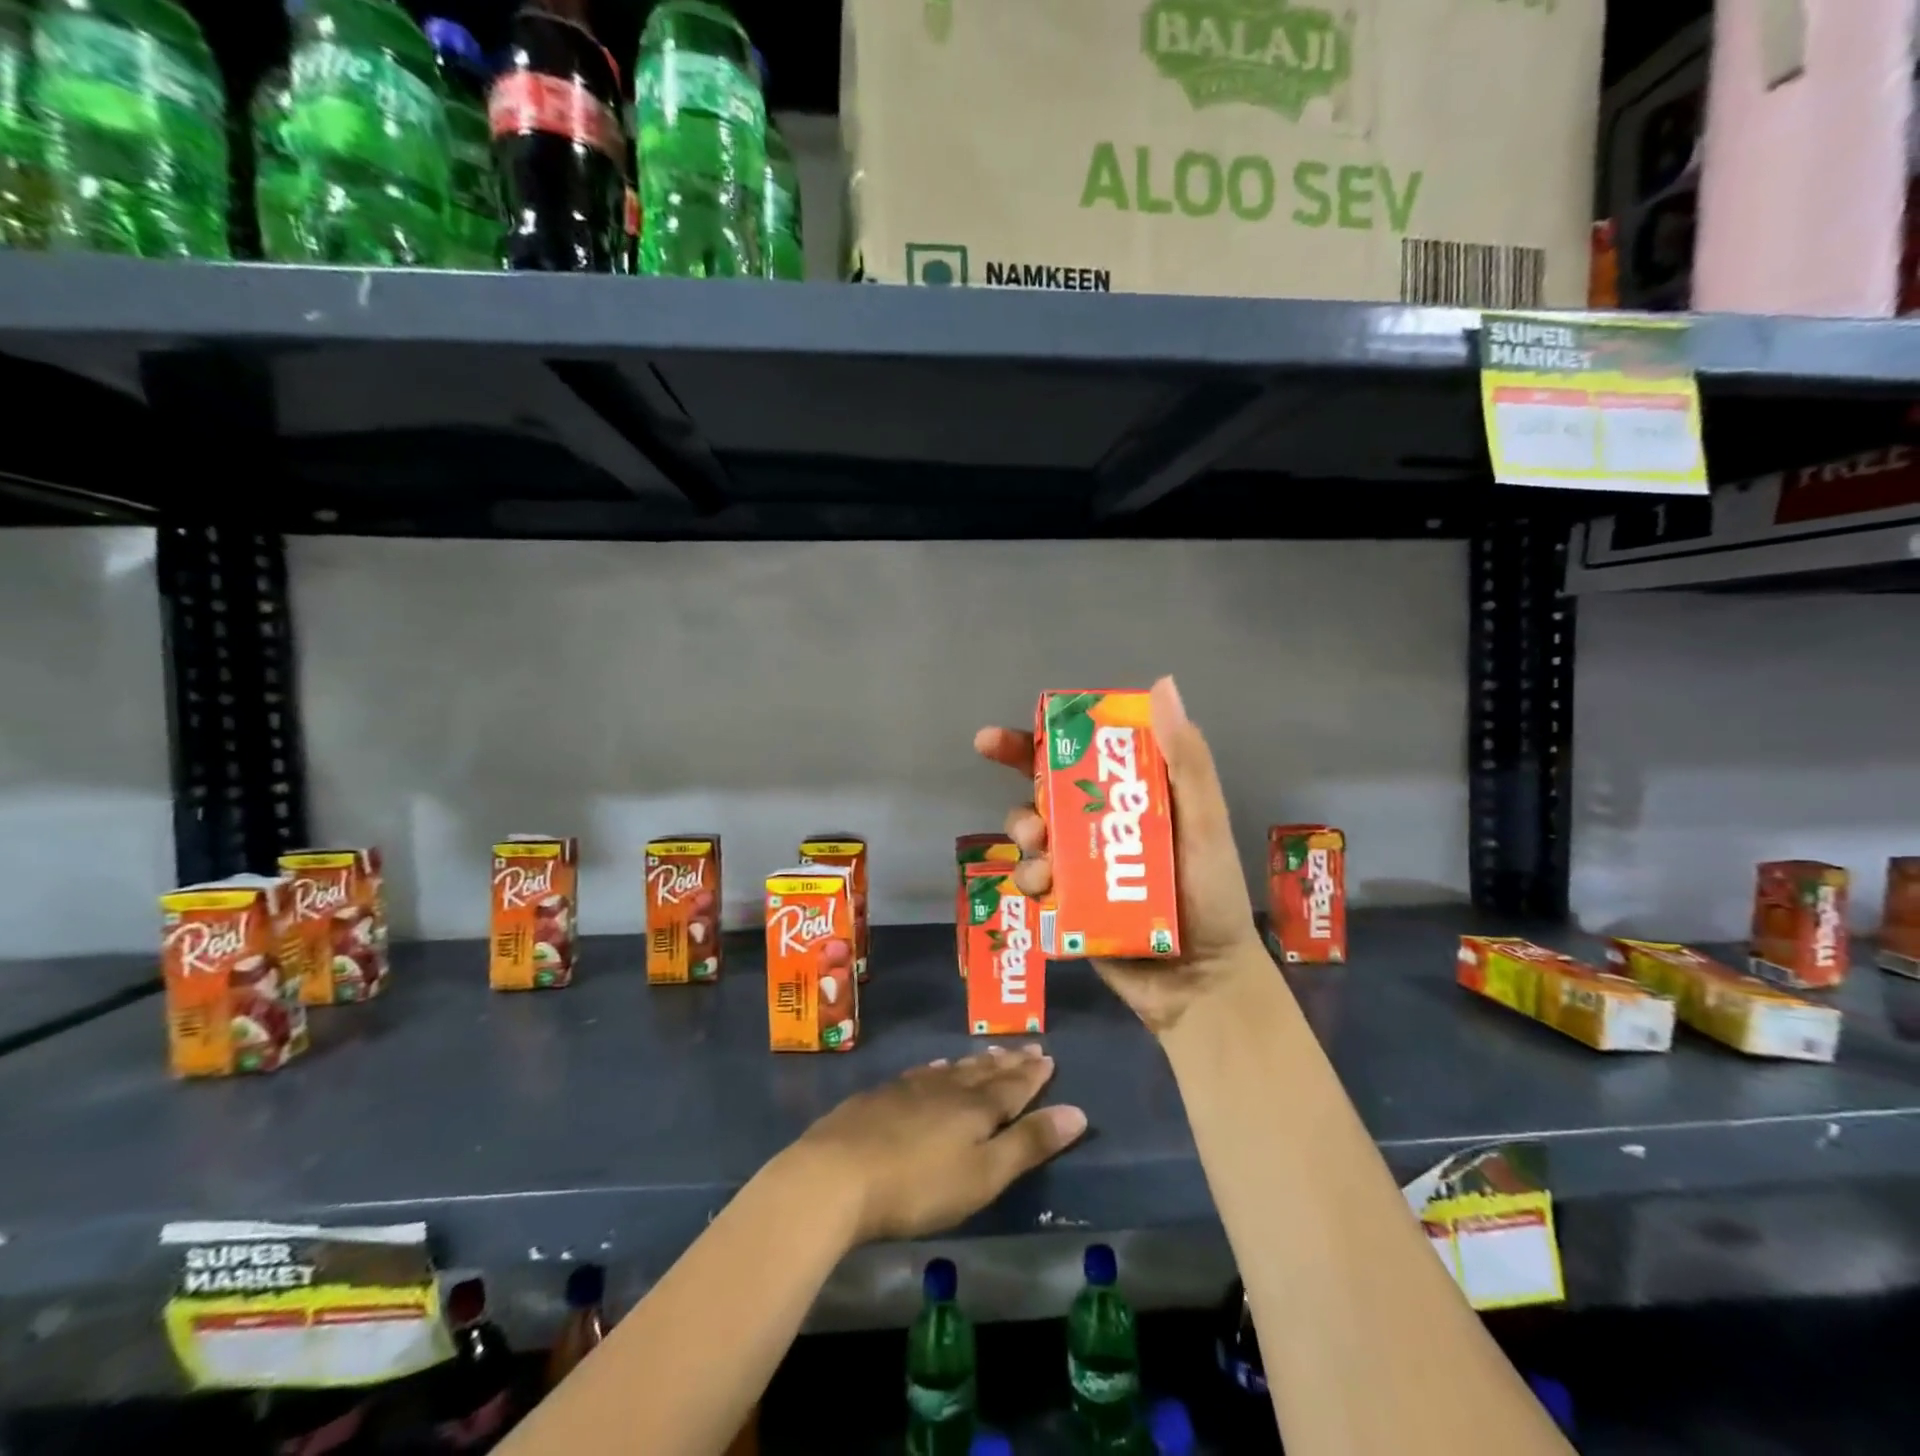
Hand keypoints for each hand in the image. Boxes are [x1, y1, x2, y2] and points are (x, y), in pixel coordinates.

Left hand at [788, 1047, 1087, 1244]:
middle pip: (983, 1072)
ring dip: (975, 1062)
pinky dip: (937, 1068)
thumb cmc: (918, 1185)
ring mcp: (909, 1089)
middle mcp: (946, 1089)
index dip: (1032, 1074)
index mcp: (975, 1108)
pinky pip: (921, 1073)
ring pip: (952, 1069)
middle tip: (1027, 1047)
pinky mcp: (880, 1097)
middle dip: (1008, 1063)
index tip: (1047, 1057)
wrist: (836, 1175)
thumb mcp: (983, 1175)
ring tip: (989, 1053)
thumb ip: (1028, 1144)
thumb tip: (1077, 1112)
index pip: (1012, 1087)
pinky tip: (935, 1067)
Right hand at [974, 676, 1271, 1037]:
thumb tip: (1162, 686)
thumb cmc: (1210, 895)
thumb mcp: (1204, 822)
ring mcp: (1079, 866)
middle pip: (1040, 796)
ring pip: (1031, 839)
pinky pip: (1032, 882)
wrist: (1202, 981)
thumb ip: (1186, 760)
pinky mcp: (1066, 904)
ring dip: (1027, 842)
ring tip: (1044, 861)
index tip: (993, 742)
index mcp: (1129, 798)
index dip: (1032, 743)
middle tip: (1031, 820)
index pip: (1076, 757)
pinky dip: (1031, 880)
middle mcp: (1097, 827)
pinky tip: (1047, 892)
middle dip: (1023, 800)